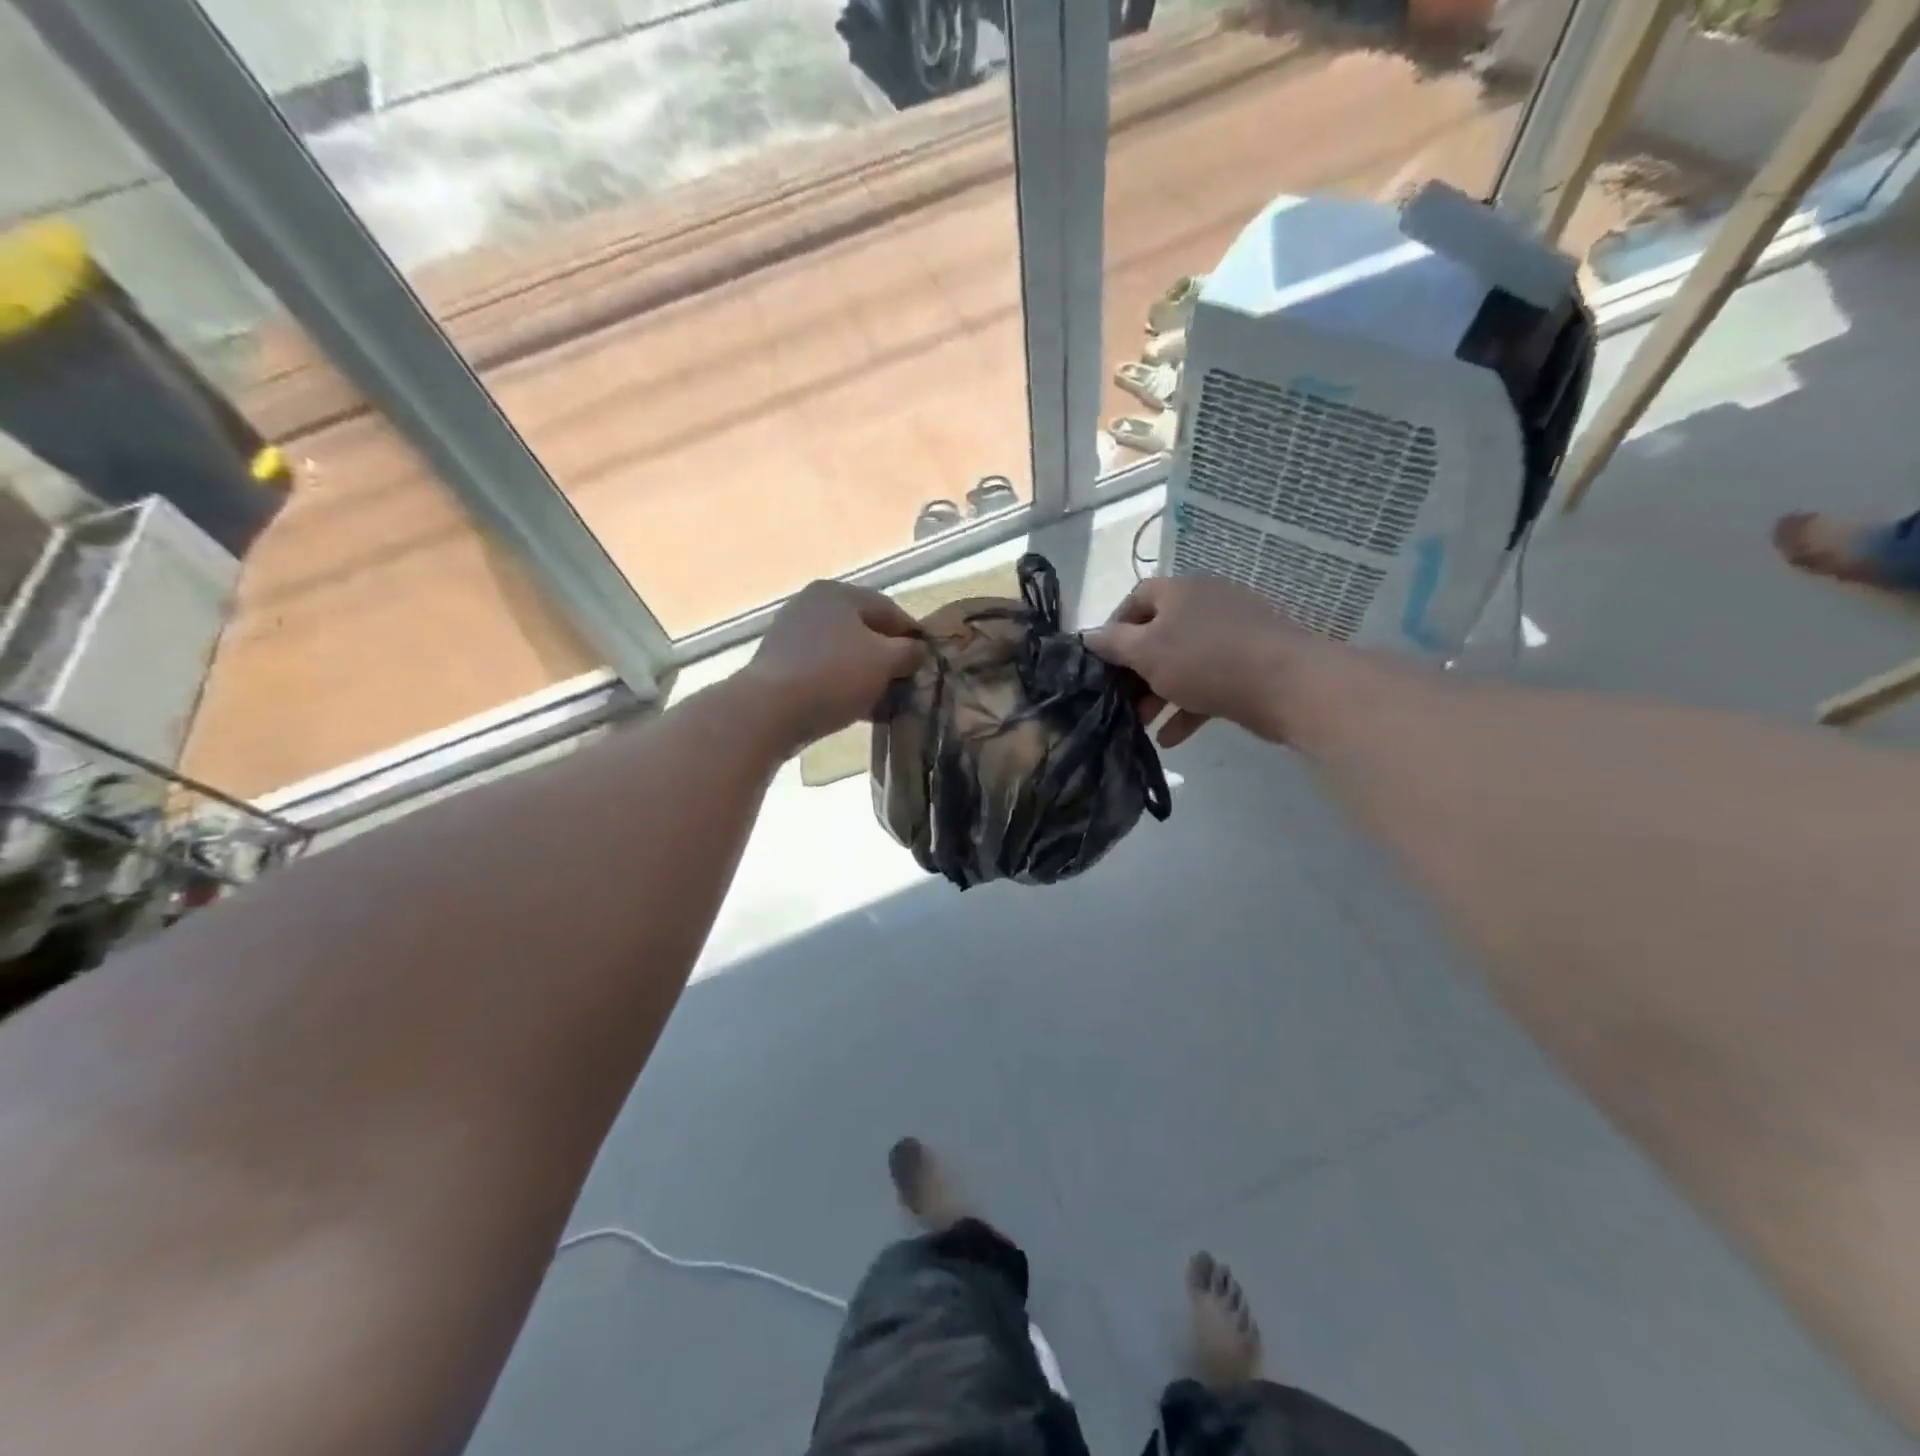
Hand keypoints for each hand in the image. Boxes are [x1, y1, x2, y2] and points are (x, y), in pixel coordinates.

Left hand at [741, 580, 924, 750]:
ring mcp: (792, 633)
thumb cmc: (834, 676)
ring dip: (865, 674)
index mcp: (839, 593)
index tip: (927, 662)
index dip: (913, 636)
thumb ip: (909, 652)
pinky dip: (842, 684)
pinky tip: (854, 707)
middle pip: (864, 630)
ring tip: (882, 700)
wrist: (770, 710)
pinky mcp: (779, 663)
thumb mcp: (885, 661)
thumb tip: (918, 650)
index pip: (889, 609)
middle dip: (887, 657)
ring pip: (843, 652)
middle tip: (905, 683)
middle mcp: (812, 604)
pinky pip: (823, 670)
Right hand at [1085, 575, 1313, 746]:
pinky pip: (1209, 683)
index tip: (1101, 661)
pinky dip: (1188, 707)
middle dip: (1136, 671)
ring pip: (1183, 663)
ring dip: (1159, 694)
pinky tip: (1172, 737)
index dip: (1114, 627)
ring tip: (1141, 725)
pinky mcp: (1250, 665)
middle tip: (1119, 700)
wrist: (1288, 684)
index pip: (1137, 598)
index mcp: (1180, 592)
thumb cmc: (1206, 660)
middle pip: (1159, 635)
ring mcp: (1232, 634)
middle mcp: (1205, 605)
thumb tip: (1088, 635)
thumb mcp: (1147, 651)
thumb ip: (1114, 643)